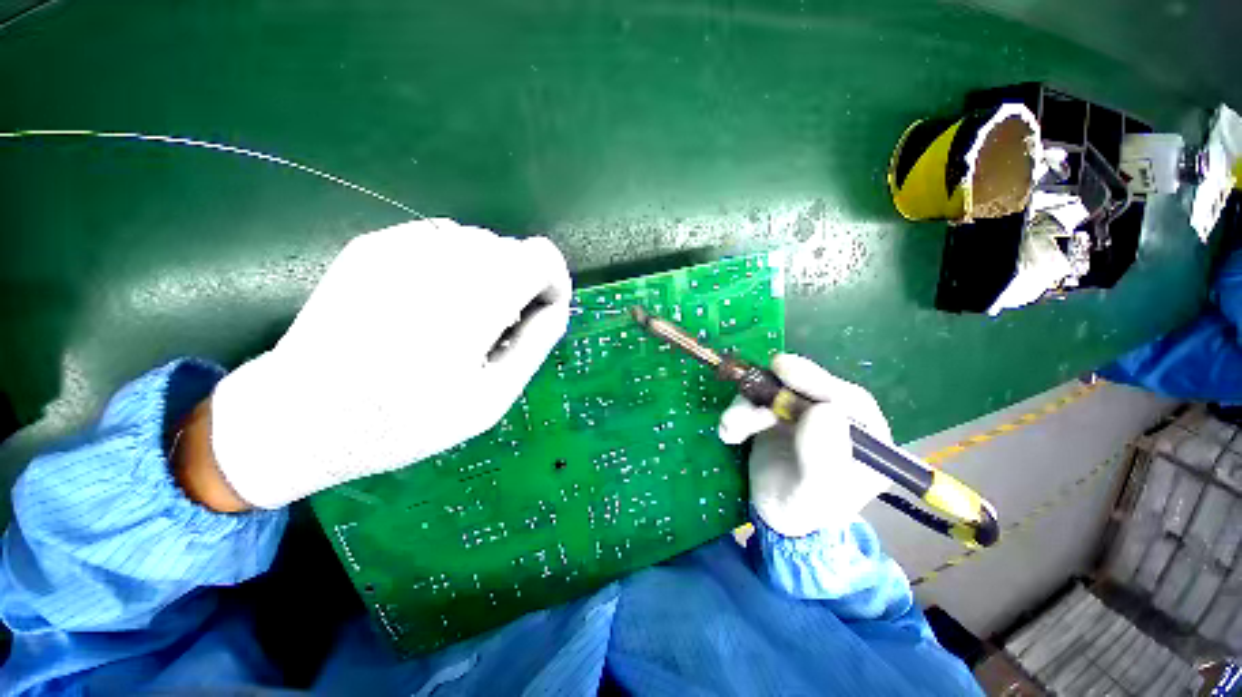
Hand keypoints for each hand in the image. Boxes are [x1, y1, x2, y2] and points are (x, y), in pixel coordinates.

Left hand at [200, 219, 571, 509]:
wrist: (297, 415)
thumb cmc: (402, 422)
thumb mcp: (490, 400)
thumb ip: (534, 345)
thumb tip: (556, 308)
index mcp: (472, 300)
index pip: (541, 256)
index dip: (553, 282)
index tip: (541, 313)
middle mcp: (438, 259)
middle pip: (513, 249)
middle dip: (521, 285)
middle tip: (499, 329)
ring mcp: (400, 245)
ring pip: (479, 242)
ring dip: (489, 276)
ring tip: (463, 319)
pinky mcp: (374, 244)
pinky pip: (442, 241)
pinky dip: (455, 268)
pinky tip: (430, 305)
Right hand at [718, 354, 891, 536]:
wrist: (773, 518)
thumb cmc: (803, 511)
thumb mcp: (816, 495)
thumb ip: (824, 458)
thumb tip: (824, 410)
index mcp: (866, 440)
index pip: (851, 401)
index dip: (818, 382)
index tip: (786, 370)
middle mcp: (836, 420)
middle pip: (809, 388)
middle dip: (777, 390)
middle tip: (752, 384)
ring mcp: (803, 415)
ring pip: (776, 393)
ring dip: (748, 406)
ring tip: (733, 427)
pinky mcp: (776, 415)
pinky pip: (755, 403)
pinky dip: (738, 413)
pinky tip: (730, 434)